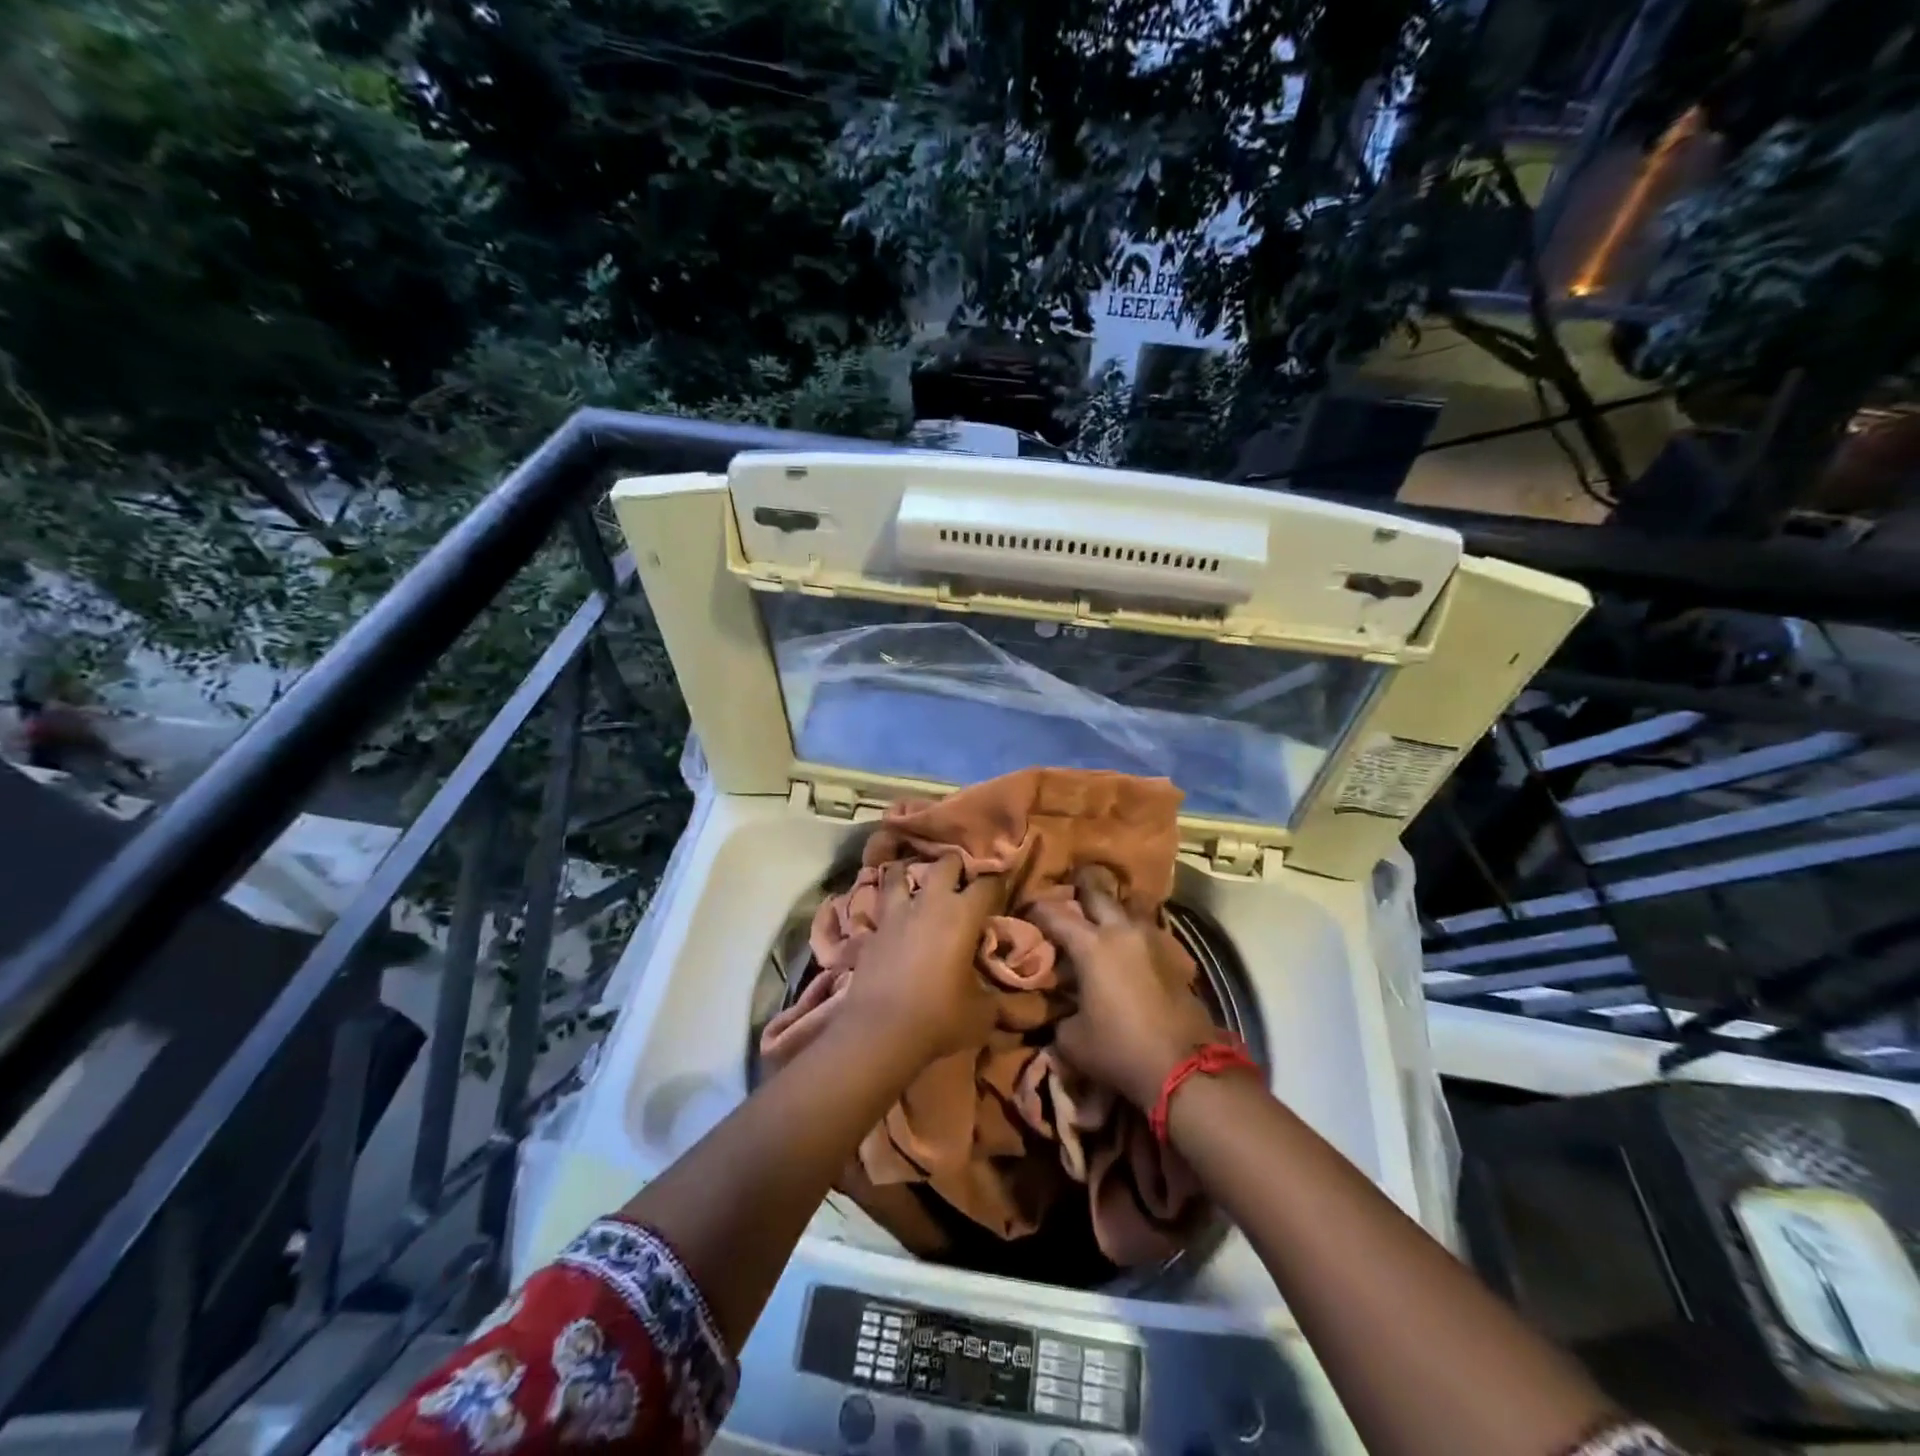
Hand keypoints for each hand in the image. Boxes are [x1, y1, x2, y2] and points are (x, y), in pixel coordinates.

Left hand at [842, 855, 1007, 1064]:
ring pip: (900, 873)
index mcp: (963, 915)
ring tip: (917, 881)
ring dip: (911, 873)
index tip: (1001, 887)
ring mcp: (896, 913)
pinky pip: (881, 907)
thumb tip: (996, 989)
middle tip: (962, 878)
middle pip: (946, 864)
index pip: (987, 884)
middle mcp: (930, 903)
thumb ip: (992, 991)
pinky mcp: (871, 930)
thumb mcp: (982, 1012)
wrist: (880, 1031)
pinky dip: (888, 906)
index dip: (997, 882)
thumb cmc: (939, 1017)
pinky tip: (892, 917)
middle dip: (957, 866)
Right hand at [1030, 866, 1218, 1107]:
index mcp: (1091, 946)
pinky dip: (1133, 933)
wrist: (1184, 1067)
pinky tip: (1128, 947)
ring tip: (1101, 918)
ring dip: (1112, 909)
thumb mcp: (1072, 1039)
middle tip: (1068, 893)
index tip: (1026, 907)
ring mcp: (1153, 941)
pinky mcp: (1175, 957)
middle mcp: (1122, 932)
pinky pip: (1148, 932)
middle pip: (1098, 894)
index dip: (1037, 909)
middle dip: (1080, 890)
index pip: (1056, 915)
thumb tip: (1063, 1007)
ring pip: (1129, 908)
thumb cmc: (1119, 1049)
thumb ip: (1061, 1013)